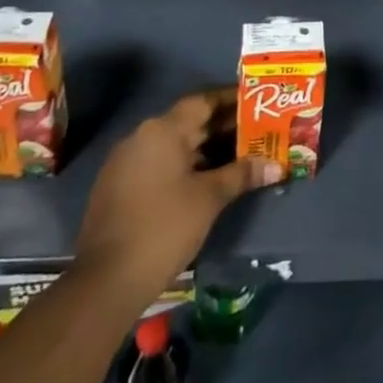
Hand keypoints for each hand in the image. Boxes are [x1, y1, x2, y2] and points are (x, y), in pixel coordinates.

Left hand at [76, 89, 279, 297]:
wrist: (106, 282)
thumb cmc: (164, 227)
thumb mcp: (209, 198)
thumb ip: (242, 174)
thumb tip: (277, 166)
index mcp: (162, 130)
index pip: (203, 101)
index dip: (231, 100)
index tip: (256, 101)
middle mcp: (141, 137)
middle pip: (188, 123)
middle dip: (222, 127)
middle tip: (256, 131)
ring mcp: (125, 163)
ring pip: (173, 146)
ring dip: (204, 149)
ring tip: (239, 156)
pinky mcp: (118, 188)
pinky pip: (158, 164)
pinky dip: (184, 167)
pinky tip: (206, 181)